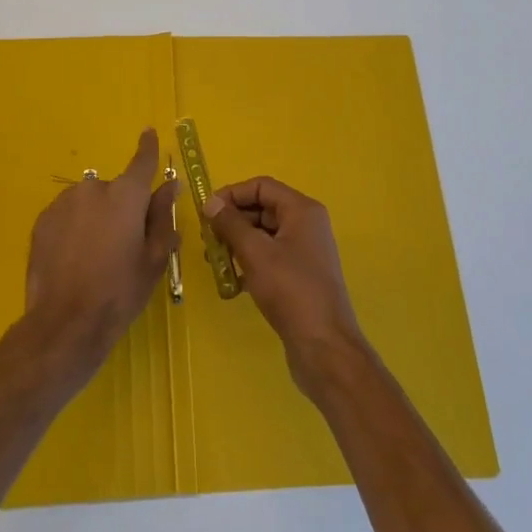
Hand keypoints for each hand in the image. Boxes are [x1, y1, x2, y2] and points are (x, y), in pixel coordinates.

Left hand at [24, 128, 178, 372]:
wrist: (65, 323)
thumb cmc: (120, 291)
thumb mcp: (153, 258)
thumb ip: (161, 217)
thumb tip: (169, 186)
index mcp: (126, 196)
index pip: (141, 162)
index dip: (147, 147)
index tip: (149, 132)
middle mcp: (93, 189)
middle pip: (113, 190)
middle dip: (119, 209)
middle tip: (121, 244)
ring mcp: (63, 203)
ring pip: (87, 203)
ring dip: (94, 218)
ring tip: (93, 256)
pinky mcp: (41, 221)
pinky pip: (66, 217)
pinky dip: (73, 229)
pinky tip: (73, 259)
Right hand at [205, 178, 367, 396]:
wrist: (324, 346)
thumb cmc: (290, 290)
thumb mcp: (255, 252)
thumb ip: (231, 224)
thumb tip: (211, 203)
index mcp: (302, 210)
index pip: (262, 186)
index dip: (232, 194)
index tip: (207, 212)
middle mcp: (306, 225)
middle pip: (263, 208)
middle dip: (233, 221)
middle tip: (207, 239)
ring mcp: (305, 251)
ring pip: (264, 235)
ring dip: (238, 243)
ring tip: (215, 261)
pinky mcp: (300, 276)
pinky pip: (270, 257)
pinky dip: (250, 262)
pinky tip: (232, 281)